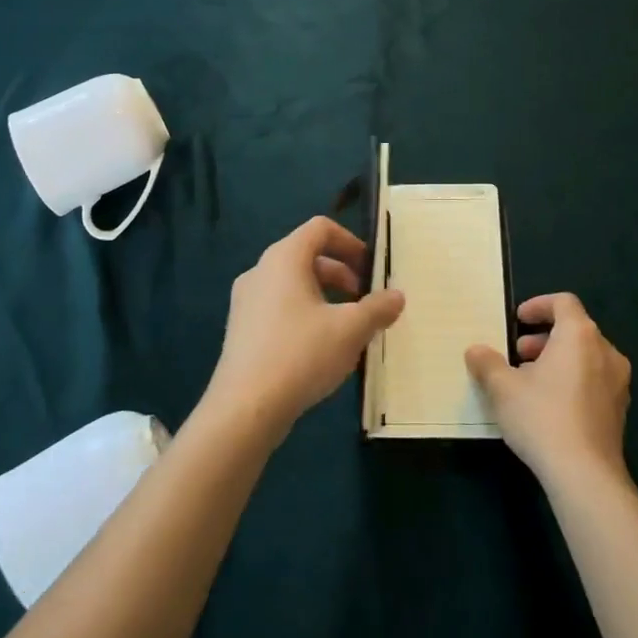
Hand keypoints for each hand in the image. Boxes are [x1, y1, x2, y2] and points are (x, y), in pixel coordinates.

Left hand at [203, 216, 404, 440]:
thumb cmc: (300, 354)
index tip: (370, 268)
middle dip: (341, 273)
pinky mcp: (241, 329)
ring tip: (346, 328)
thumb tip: (397, 296)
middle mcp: (260, 271)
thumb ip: (377, 308)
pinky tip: (319, 349)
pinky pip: (278, 307)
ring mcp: (246, 301)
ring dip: (324, 297)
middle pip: (306, 256)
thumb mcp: (350, 330)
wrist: (244, 408)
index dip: (350, 241)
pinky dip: (303, 314)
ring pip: (292, 284)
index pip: (320, 228)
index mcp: (284, 258)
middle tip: (363, 300)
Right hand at [466, 293, 631, 491]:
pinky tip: (550, 406)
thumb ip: (487, 363)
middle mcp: (606, 351)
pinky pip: (594, 381)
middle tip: (518, 354)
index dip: (539, 306)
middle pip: (575, 329)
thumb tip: (475, 351)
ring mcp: (618, 383)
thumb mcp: (502, 388)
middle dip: (544, 337)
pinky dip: (572, 380)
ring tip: (530, 382)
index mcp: (580, 335)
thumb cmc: (542, 417)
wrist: (585, 476)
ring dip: (557, 360)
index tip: (517, 320)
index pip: (563, 302)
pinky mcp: (620, 411)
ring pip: (586, 357)